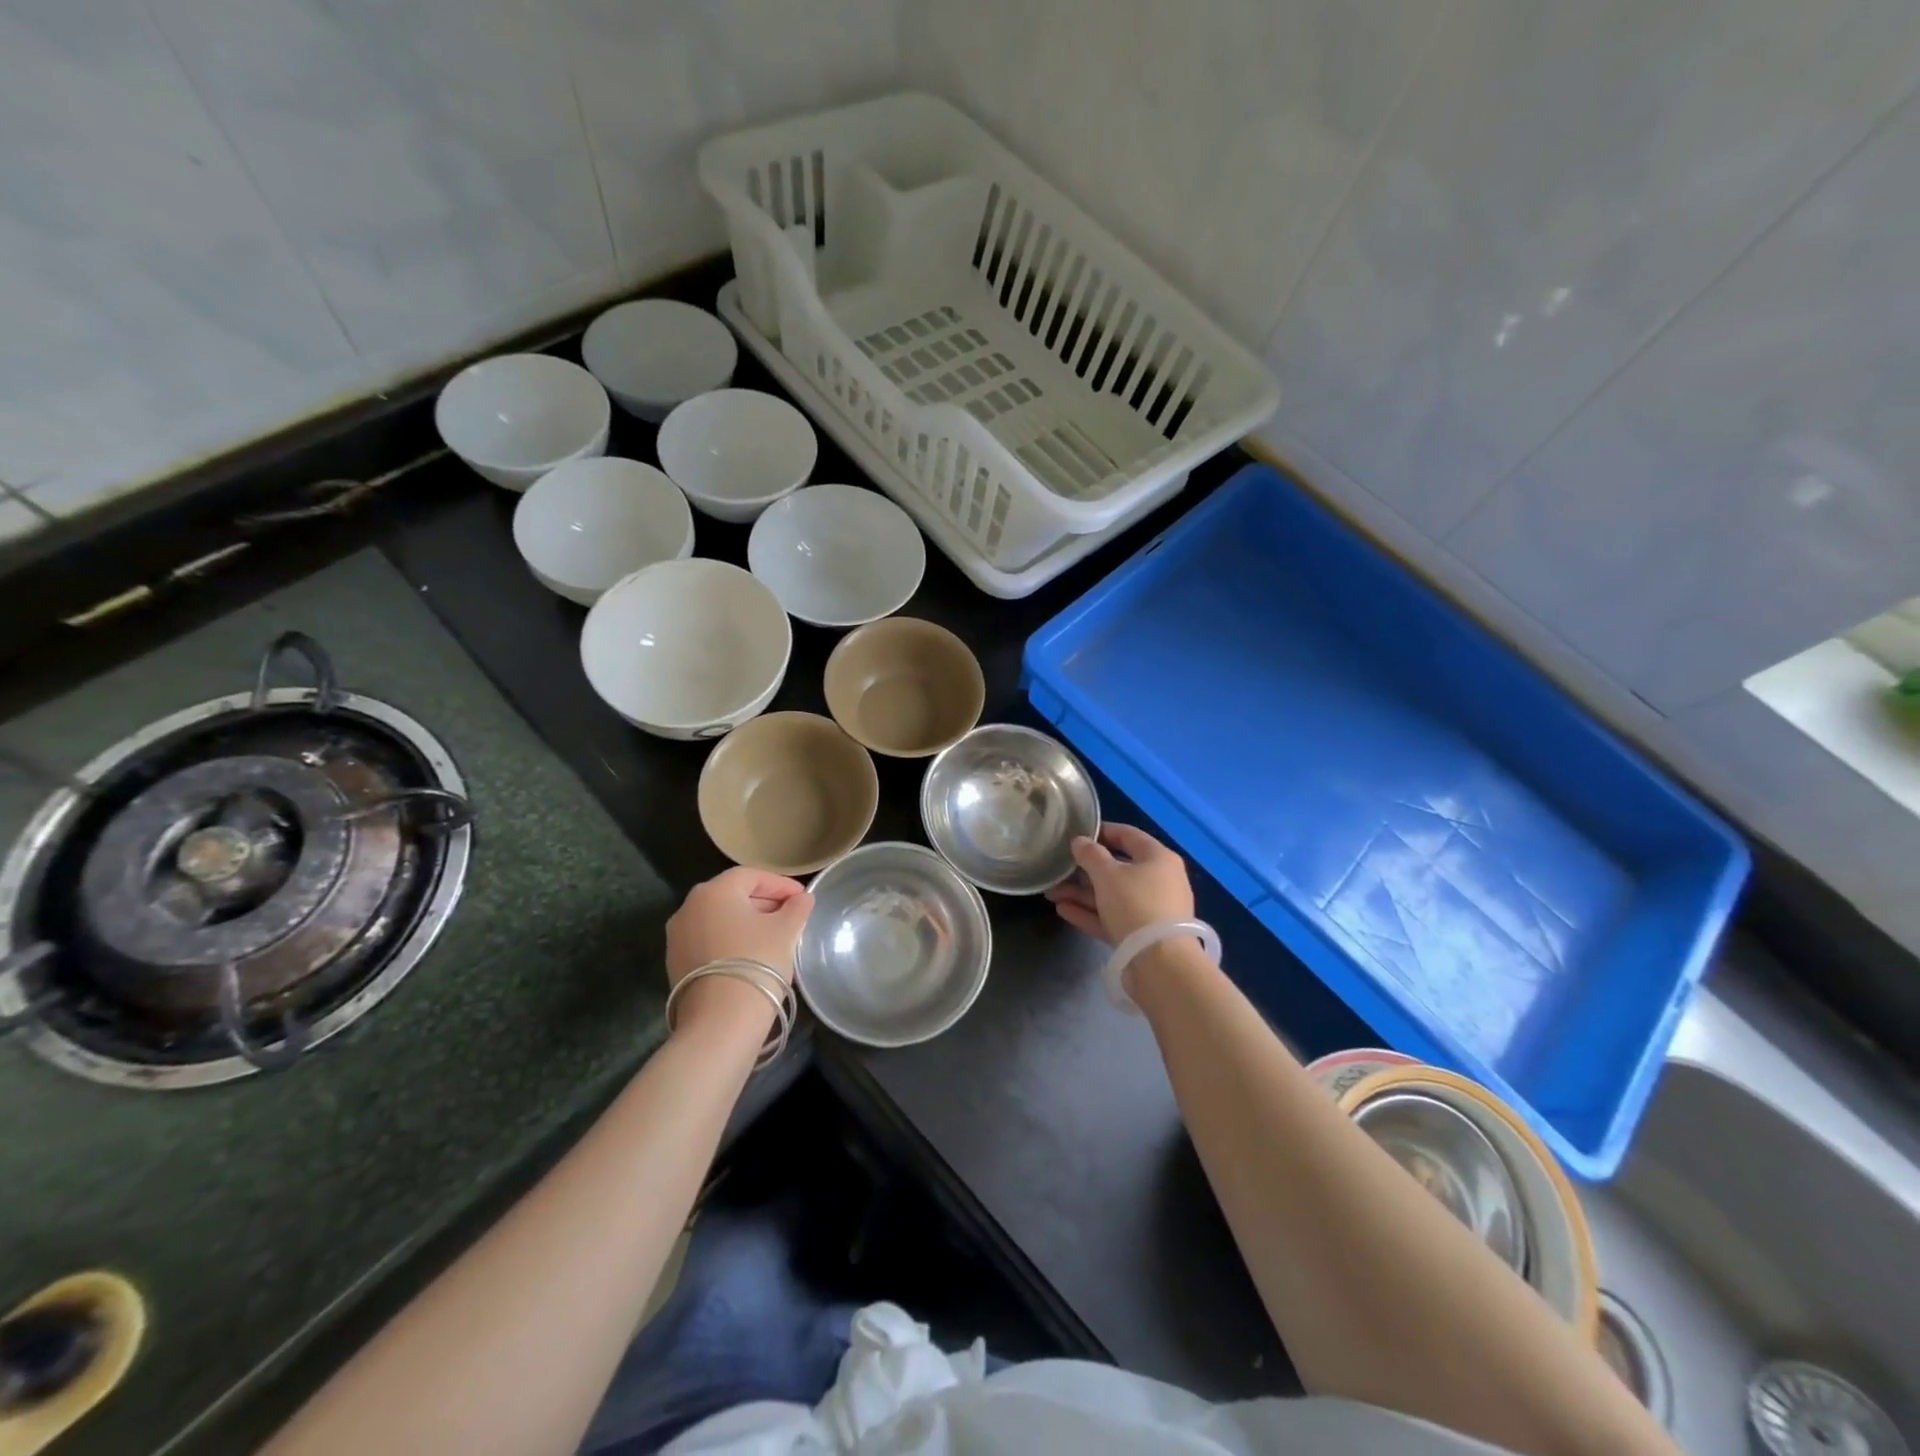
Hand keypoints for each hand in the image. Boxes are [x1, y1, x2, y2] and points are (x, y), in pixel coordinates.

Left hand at [665, 867, 812, 1033]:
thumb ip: (797, 908)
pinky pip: (708, 941)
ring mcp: (677, 937)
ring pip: (719, 919)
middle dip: (763, 902)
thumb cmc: (757, 962)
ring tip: (774, 938)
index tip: (802, 898)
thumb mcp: (786, 931)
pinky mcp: (675, 964)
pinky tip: (751, 957)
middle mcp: (688, 907)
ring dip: (747, 923)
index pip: (751, 876)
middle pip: (732, 895)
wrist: (720, 1021)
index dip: (780, 884)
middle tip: (790, 916)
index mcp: (714, 891)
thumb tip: (802, 899)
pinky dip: (730, 941)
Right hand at [1044, 823, 1193, 945]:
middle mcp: (1159, 881)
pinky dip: (1090, 913)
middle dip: (1084, 870)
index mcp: (1158, 858)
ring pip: (1112, 895)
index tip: (1077, 833)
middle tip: (1058, 869)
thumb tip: (1080, 841)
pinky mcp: (1141, 935)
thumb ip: (1090, 855)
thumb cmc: (1135, 904)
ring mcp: (1151, 910)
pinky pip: (1112, 917)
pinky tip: (1063, 910)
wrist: (1160, 963)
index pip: (1129, 835)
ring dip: (1082, 893)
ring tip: (1051, 893)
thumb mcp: (1107, 874)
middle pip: (1118, 868)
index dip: (1102, 831)